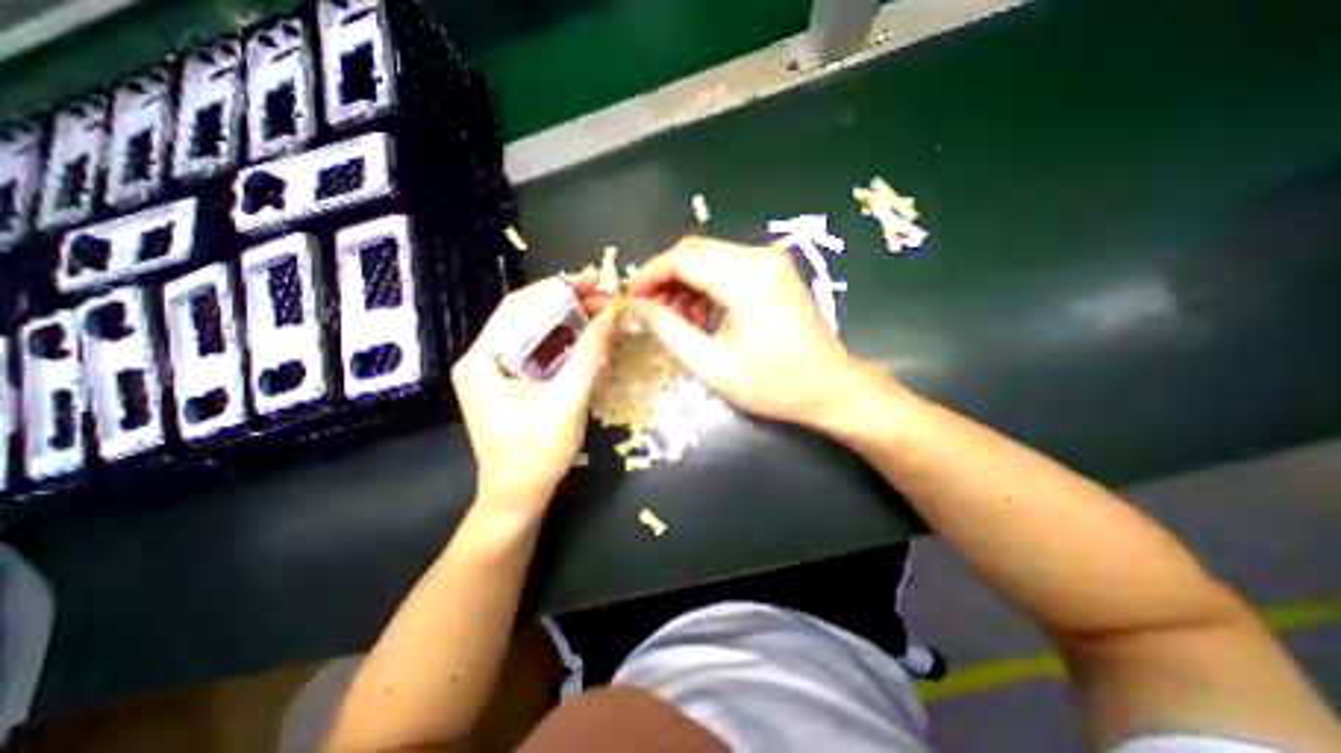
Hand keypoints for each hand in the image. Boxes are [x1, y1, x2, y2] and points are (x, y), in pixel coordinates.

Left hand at [450, 268, 617, 509]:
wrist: (521, 497)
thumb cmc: (537, 453)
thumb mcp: (568, 401)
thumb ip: (590, 355)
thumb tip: (614, 315)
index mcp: (482, 360)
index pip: (518, 308)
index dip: (557, 290)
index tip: (593, 279)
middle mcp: (486, 359)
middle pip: (528, 318)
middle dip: (568, 305)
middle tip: (605, 297)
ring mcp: (501, 372)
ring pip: (538, 334)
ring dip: (571, 322)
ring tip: (603, 312)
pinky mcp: (517, 383)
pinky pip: (544, 352)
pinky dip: (568, 342)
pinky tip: (590, 336)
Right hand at [628, 234, 857, 424]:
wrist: (831, 387)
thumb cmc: (774, 384)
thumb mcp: (713, 365)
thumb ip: (669, 331)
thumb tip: (636, 308)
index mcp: (746, 278)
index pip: (682, 259)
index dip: (649, 276)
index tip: (631, 300)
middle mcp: (759, 258)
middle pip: (695, 253)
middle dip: (666, 281)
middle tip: (653, 314)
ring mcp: (770, 262)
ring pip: (709, 259)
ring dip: (686, 287)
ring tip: (682, 324)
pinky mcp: (773, 271)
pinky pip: (727, 268)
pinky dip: (707, 289)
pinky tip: (704, 318)